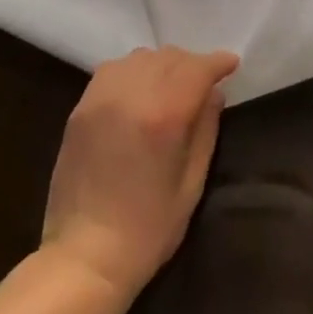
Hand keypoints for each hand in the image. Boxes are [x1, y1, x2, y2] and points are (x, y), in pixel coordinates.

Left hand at [41, 46, 239, 305]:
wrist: (84, 256)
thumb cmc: (147, 230)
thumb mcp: (190, 185)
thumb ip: (205, 130)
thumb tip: (214, 94)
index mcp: (163, 115)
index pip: (196, 69)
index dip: (217, 63)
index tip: (231, 64)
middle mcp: (131, 94)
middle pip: (169, 57)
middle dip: (192, 64)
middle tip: (204, 82)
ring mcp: (101, 97)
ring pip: (141, 58)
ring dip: (163, 64)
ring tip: (172, 85)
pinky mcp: (81, 106)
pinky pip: (114, 70)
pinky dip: (134, 71)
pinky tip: (140, 91)